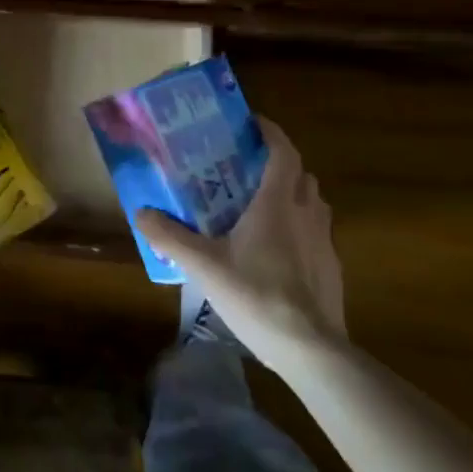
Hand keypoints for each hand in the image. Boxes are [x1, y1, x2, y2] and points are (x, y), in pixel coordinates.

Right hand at [135, 118, 346, 345]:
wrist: (311, 349)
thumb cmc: (256, 295)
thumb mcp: (203, 266)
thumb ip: (170, 237)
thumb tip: (141, 212)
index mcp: (277, 203)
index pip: (283, 152)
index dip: (270, 132)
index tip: (251, 122)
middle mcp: (306, 213)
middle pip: (300, 174)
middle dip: (278, 164)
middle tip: (247, 168)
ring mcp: (324, 242)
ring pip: (312, 203)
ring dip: (292, 194)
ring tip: (260, 206)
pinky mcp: (331, 268)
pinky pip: (316, 232)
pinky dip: (298, 227)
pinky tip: (275, 251)